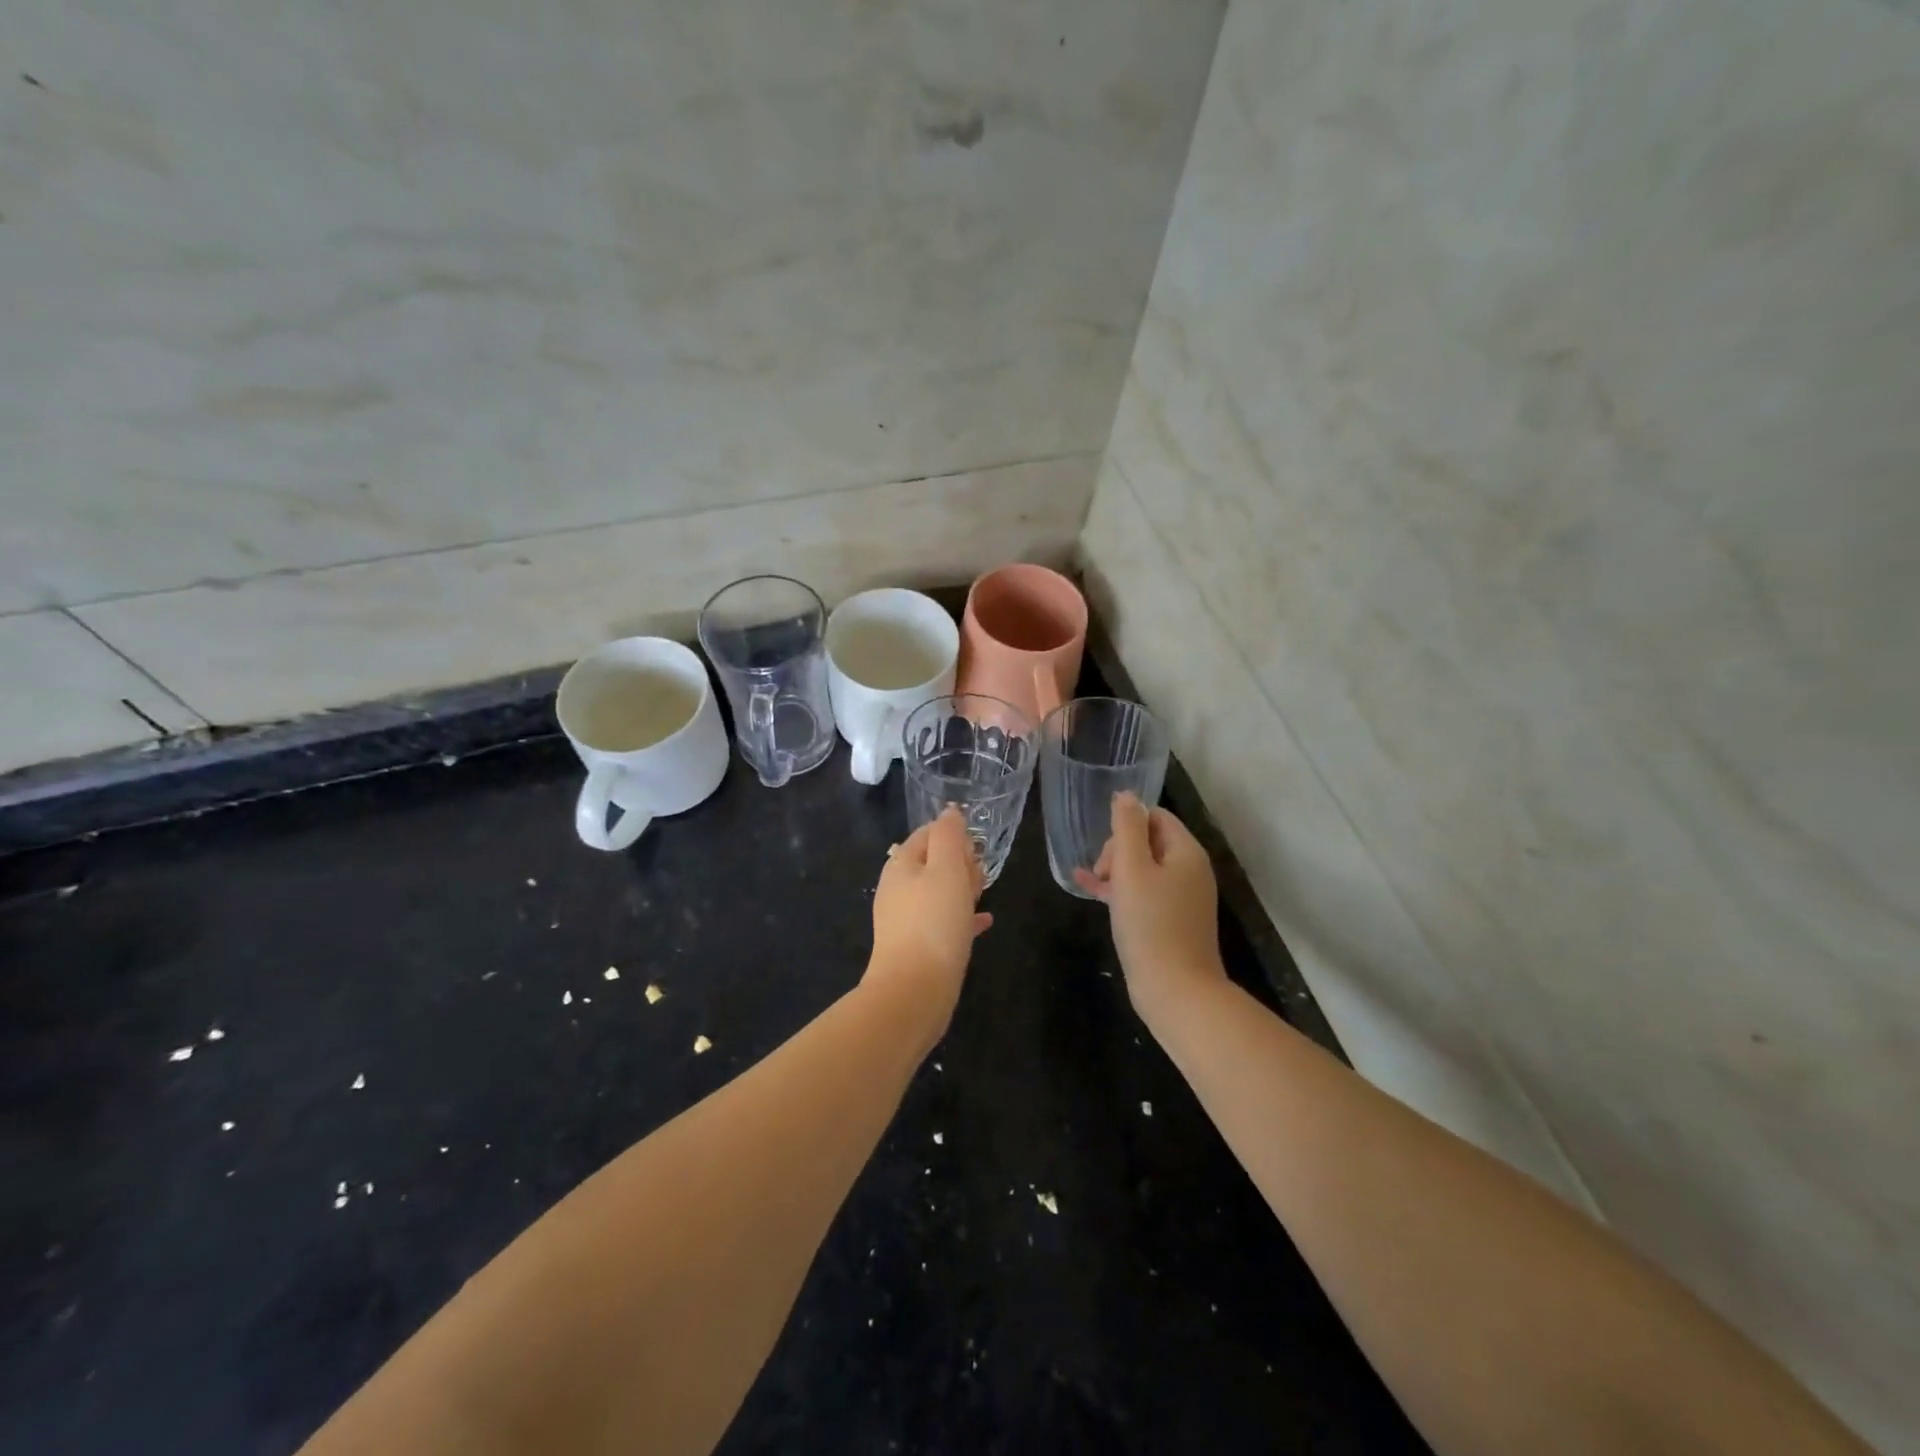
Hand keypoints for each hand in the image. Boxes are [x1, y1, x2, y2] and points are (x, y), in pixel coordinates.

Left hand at [866, 806, 991, 1023]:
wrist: (914, 990)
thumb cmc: (934, 922)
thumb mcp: (946, 869)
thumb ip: (949, 836)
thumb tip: (950, 812)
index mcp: (901, 865)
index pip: (927, 834)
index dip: (954, 836)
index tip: (975, 850)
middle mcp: (898, 889)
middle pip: (933, 863)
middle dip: (960, 864)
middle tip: (979, 877)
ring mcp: (906, 919)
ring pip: (939, 892)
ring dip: (963, 889)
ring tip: (983, 896)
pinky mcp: (918, 946)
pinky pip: (944, 922)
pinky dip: (962, 917)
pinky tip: (983, 922)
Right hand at [1073, 794, 1225, 1016]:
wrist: (1176, 991)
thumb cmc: (1151, 924)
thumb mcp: (1132, 869)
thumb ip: (1127, 827)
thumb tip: (1126, 794)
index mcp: (1186, 852)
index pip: (1154, 816)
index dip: (1126, 826)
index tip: (1107, 852)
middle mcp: (1189, 870)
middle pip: (1148, 840)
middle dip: (1118, 850)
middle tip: (1103, 875)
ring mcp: (1182, 897)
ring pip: (1142, 868)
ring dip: (1114, 870)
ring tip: (1090, 883)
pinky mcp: (1171, 921)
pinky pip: (1142, 893)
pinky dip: (1119, 890)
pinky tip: (1089, 890)